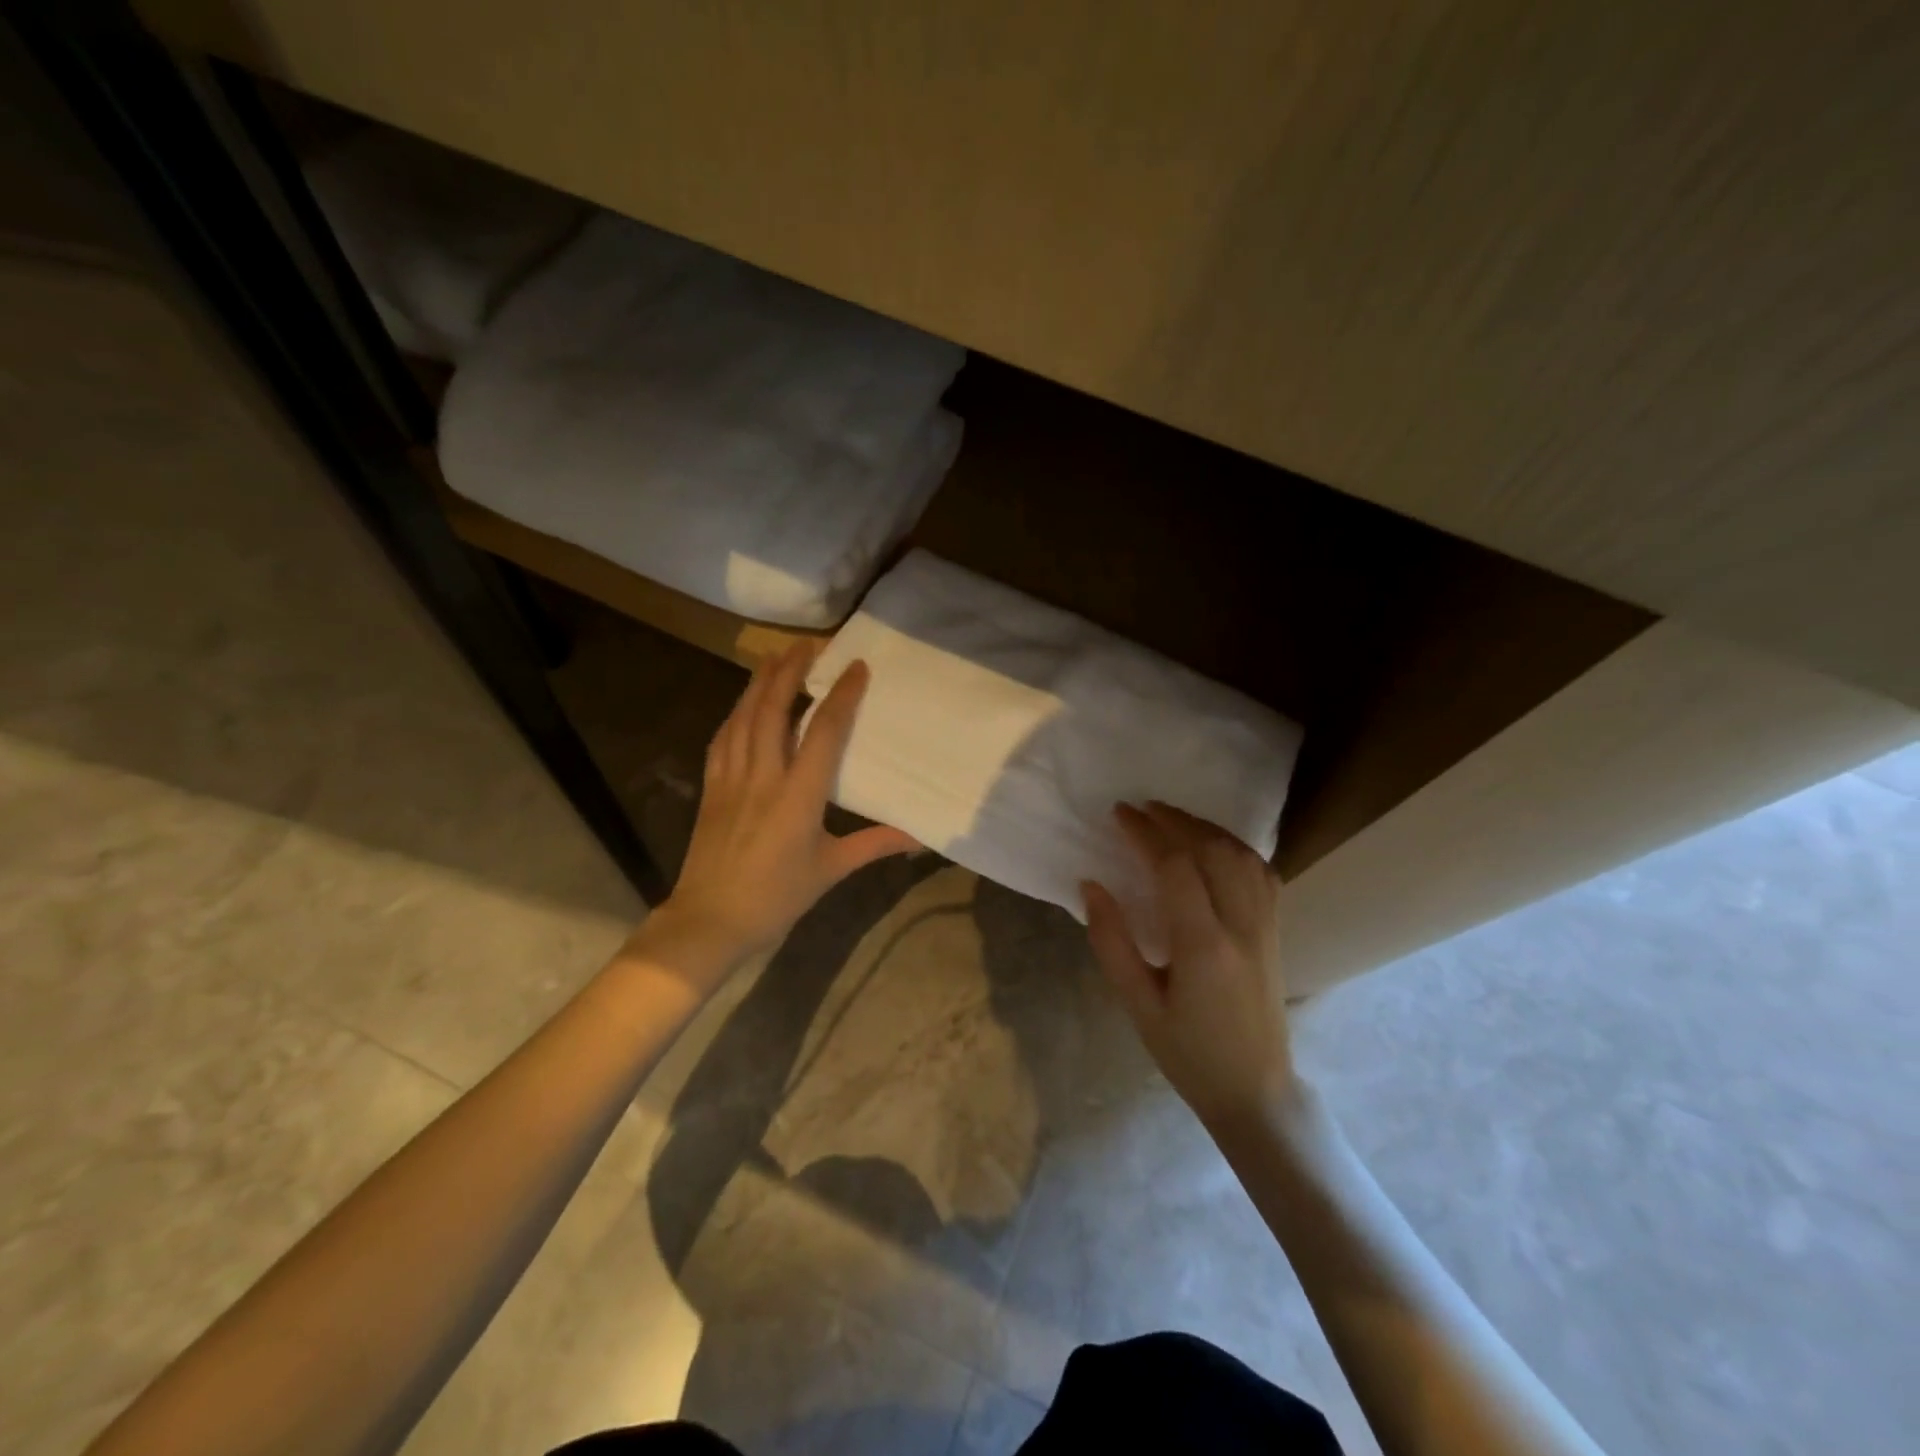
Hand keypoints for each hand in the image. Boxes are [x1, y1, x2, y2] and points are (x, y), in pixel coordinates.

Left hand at [634, 643, 917, 982]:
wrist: (710, 920)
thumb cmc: (776, 897)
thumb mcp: (831, 871)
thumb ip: (874, 845)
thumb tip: (918, 838)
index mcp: (798, 795)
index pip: (823, 731)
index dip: (841, 694)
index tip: (856, 666)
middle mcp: (763, 775)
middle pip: (774, 709)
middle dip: (790, 670)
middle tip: (808, 644)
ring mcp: (731, 778)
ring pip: (744, 716)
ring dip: (760, 682)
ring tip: (775, 657)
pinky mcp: (712, 787)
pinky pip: (723, 738)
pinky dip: (736, 713)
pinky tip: (743, 704)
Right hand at [1083, 802, 1296, 1129]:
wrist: (1255, 1092)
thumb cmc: (1187, 1053)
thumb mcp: (1137, 1005)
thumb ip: (1111, 942)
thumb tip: (1091, 885)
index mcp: (1203, 947)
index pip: (1176, 867)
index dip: (1145, 833)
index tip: (1119, 814)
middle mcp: (1241, 927)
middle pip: (1213, 850)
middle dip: (1175, 820)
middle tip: (1141, 809)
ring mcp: (1265, 927)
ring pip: (1242, 855)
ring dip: (1206, 828)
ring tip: (1171, 818)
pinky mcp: (1275, 931)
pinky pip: (1262, 872)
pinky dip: (1235, 847)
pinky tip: (1214, 844)